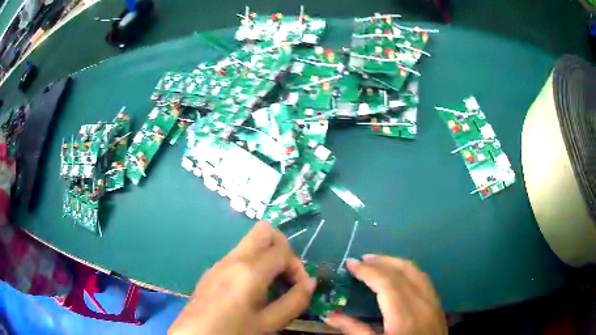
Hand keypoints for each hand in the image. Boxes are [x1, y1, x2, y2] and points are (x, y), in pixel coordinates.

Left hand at [169, 221, 316, 334]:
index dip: (298, 266)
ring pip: (251, 243)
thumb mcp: (269, 324)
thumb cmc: (233, 332)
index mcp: (249, 270)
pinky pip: (238, 255)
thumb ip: (294, 301)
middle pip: (264, 230)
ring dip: (267, 257)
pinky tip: (251, 291)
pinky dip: (253, 264)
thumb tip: (310, 283)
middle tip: (285, 276)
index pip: (283, 249)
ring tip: (271, 287)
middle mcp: (233, 258)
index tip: (299, 288)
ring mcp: (220, 262)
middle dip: (282, 248)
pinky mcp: (212, 270)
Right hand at [325, 255, 446, 334]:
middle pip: (402, 271)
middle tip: (360, 260)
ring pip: (415, 271)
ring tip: (377, 262)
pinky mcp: (437, 304)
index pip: (386, 282)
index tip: (350, 264)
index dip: (367, 270)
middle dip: (380, 262)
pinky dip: (408, 270)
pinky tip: (398, 275)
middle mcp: (421, 302)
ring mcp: (433, 301)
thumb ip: (354, 330)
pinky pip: (423, 278)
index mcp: (404, 315)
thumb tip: (330, 315)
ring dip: (395, 263)